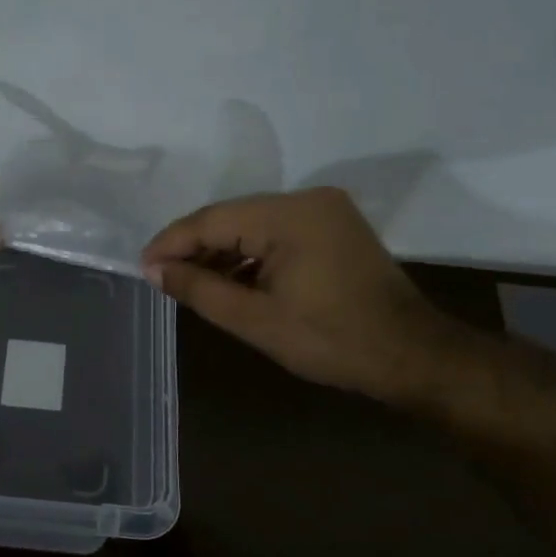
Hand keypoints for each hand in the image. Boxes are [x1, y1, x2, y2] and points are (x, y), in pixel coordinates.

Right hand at [140, 188, 453, 401]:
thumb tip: (154, 271)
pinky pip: (276, 233)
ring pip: (252, 225)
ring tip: (190, 283)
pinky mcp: (333, 227)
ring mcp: (325, 211)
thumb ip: (200, 290)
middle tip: (162, 277)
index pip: (213, 220)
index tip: (143, 266)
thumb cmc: (331, 341)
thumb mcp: (256, 320)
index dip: (172, 242)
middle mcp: (308, 200)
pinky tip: (230, 280)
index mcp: (291, 215)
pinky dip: (250, 255)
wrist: (412, 356)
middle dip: (194, 247)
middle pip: (231, 218)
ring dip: (221, 253)